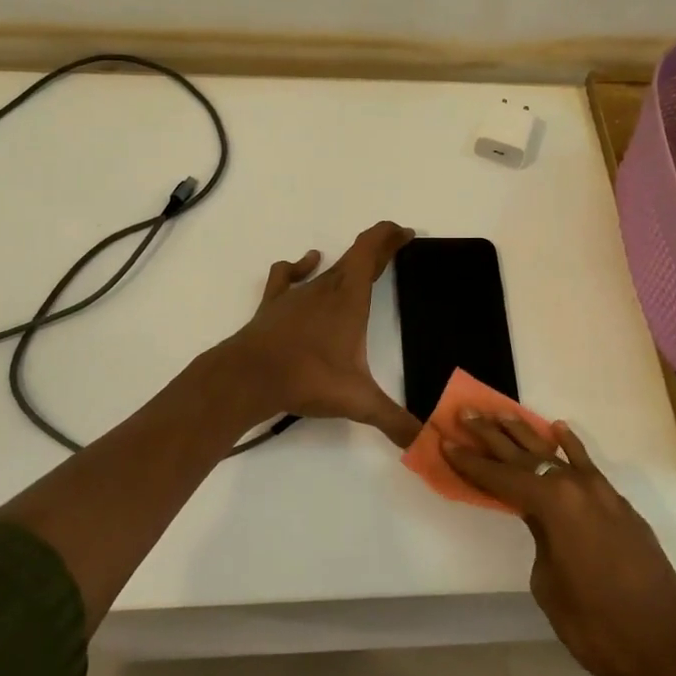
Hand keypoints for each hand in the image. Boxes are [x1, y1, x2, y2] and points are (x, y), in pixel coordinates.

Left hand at [220, 221, 422, 446]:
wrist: (249, 377)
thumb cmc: (308, 379)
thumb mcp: (359, 401)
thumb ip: (395, 420)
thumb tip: (426, 442)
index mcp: (350, 298)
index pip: (372, 250)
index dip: (389, 236)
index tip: (406, 232)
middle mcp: (325, 287)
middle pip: (355, 255)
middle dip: (378, 249)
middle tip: (395, 246)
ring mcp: (296, 294)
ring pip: (327, 267)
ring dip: (347, 262)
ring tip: (360, 264)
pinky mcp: (273, 304)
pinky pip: (288, 275)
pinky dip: (300, 266)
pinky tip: (307, 263)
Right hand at [444, 416, 675, 675]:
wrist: (667, 646)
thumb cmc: (596, 625)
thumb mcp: (548, 584)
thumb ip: (540, 539)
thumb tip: (544, 523)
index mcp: (552, 504)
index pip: (500, 478)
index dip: (470, 463)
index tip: (446, 442)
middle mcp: (575, 487)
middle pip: (524, 455)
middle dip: (492, 435)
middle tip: (465, 413)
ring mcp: (601, 492)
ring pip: (555, 453)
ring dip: (526, 434)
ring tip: (501, 413)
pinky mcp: (619, 505)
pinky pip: (587, 465)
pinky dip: (571, 447)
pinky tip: (559, 431)